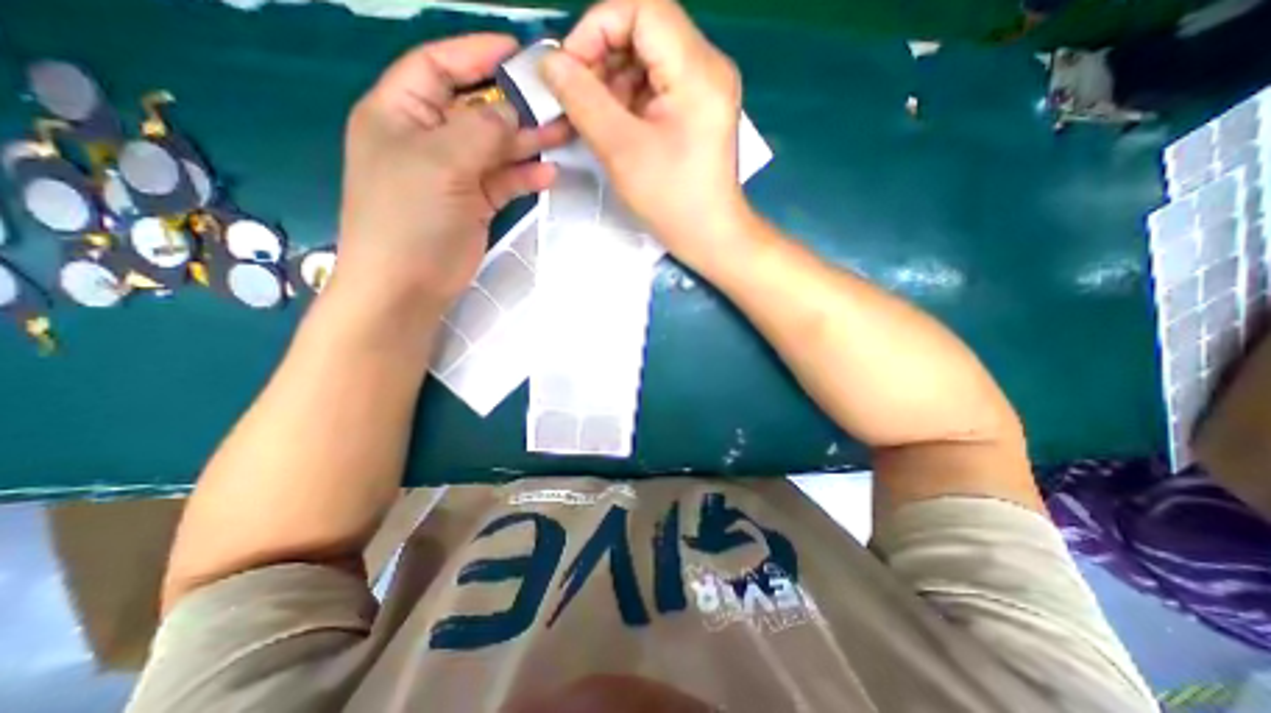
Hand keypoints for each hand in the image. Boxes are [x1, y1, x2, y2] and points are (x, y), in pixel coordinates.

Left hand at [330, 33, 564, 319]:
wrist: (408, 284)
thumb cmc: (409, 217)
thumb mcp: (440, 162)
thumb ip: (479, 130)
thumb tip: (511, 113)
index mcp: (401, 112)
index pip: (438, 67)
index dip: (475, 54)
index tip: (517, 52)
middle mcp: (429, 138)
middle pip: (477, 110)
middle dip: (515, 106)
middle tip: (557, 103)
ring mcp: (455, 174)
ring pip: (496, 148)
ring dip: (528, 142)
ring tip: (564, 135)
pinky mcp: (475, 203)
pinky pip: (504, 181)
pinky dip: (525, 176)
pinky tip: (549, 173)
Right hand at [538, 0, 751, 268]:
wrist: (710, 236)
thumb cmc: (672, 200)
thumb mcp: (622, 150)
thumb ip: (582, 99)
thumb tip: (550, 62)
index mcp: (697, 69)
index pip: (641, 7)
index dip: (596, 28)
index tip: (569, 70)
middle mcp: (707, 66)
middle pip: (644, 30)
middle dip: (601, 58)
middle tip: (576, 98)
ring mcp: (704, 88)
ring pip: (647, 59)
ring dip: (612, 81)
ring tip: (592, 118)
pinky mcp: (698, 109)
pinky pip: (656, 86)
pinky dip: (628, 99)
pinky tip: (614, 125)